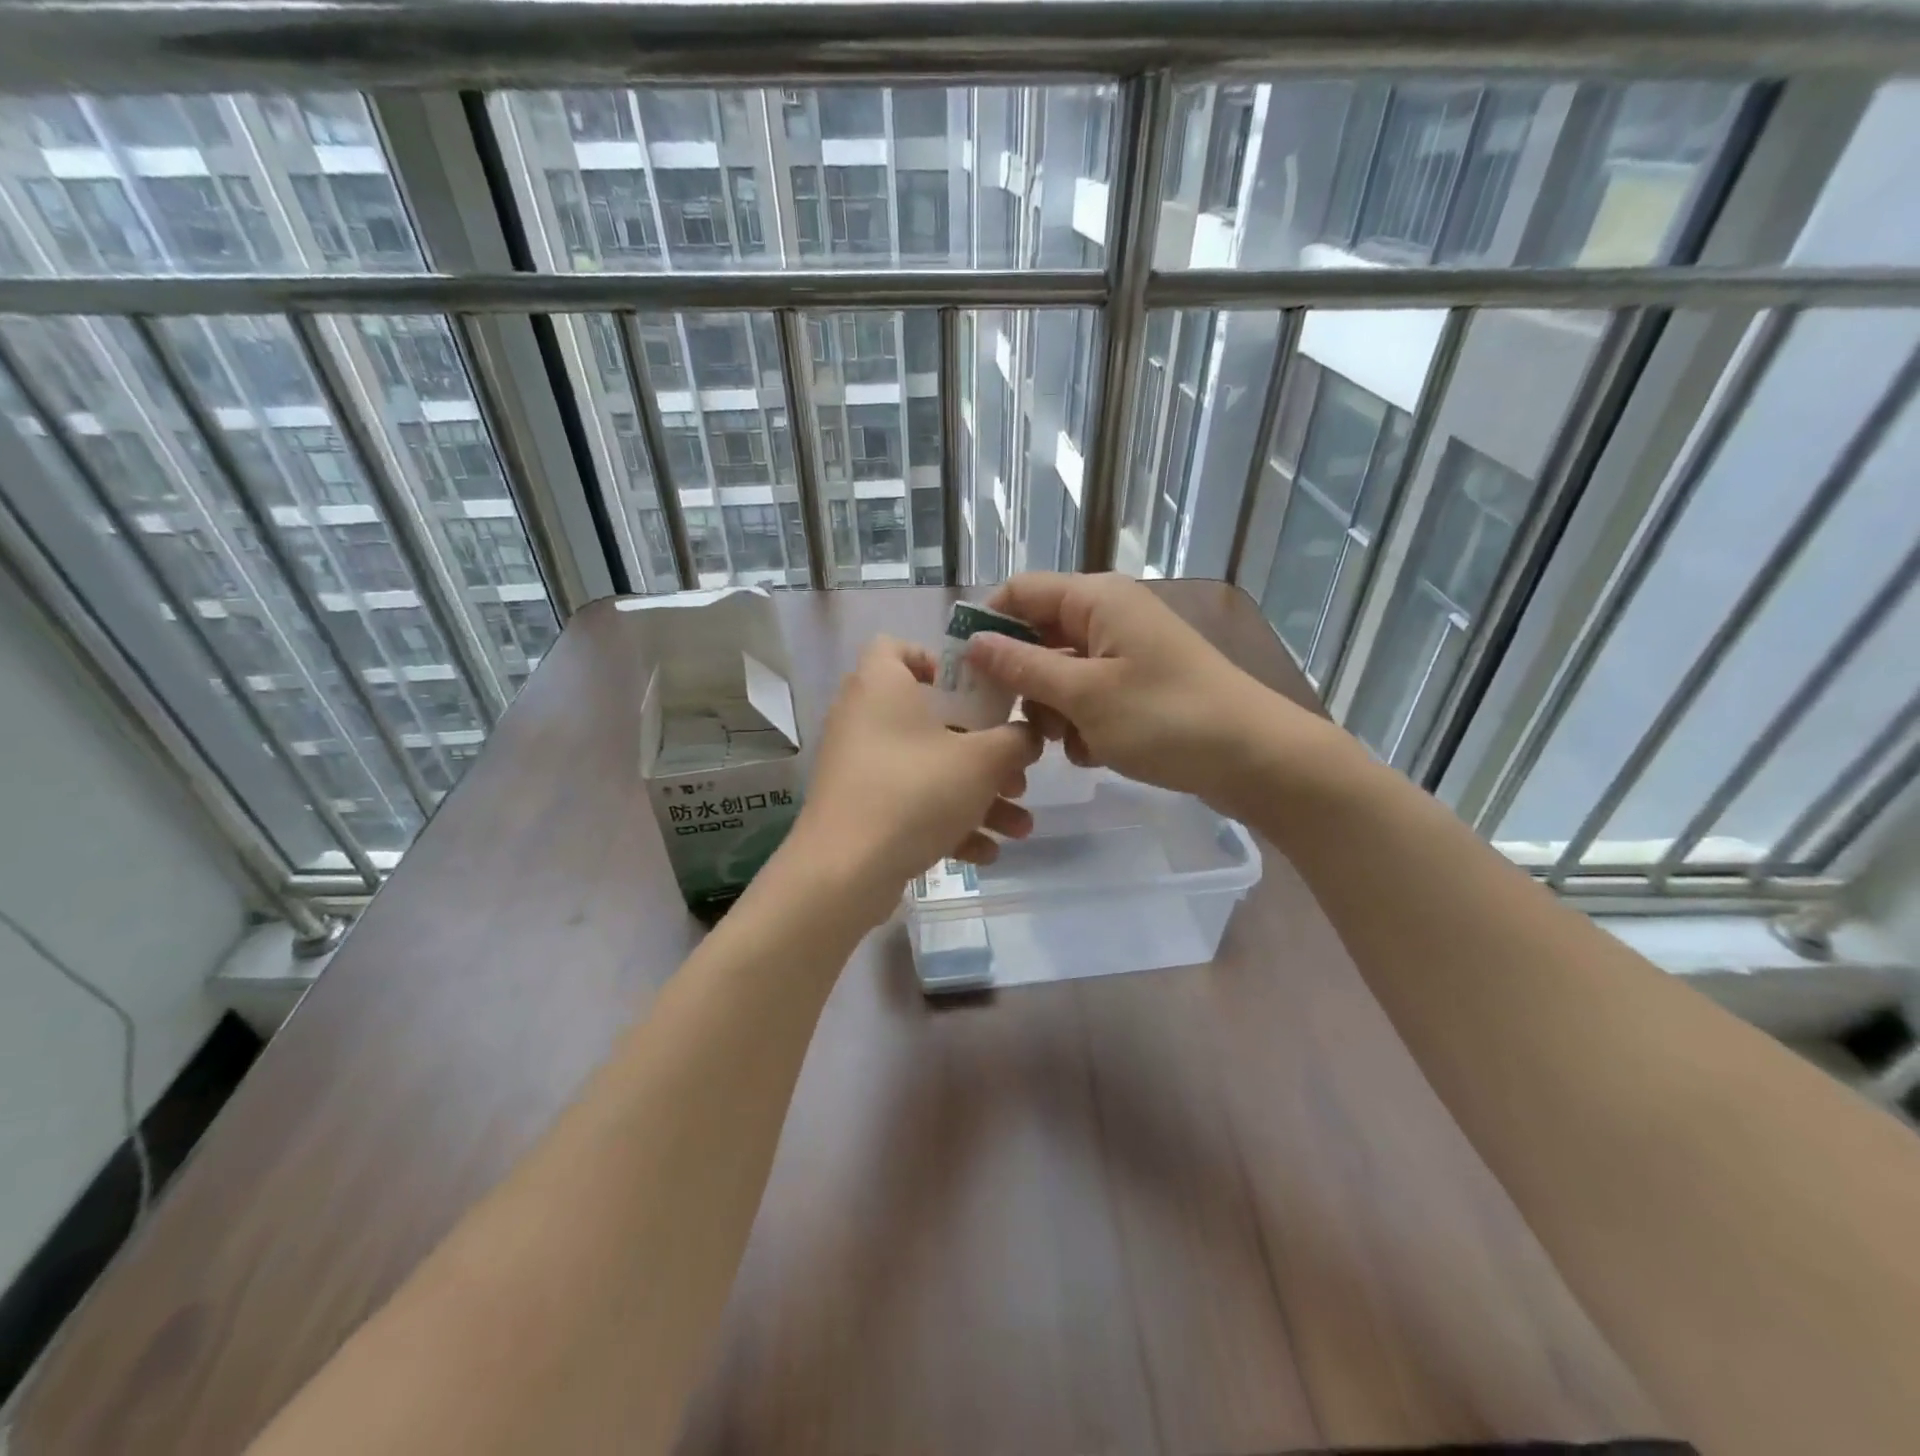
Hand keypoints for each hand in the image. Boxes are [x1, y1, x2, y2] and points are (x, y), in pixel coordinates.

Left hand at [784, 636, 1041, 924]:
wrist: (844, 873)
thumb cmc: (914, 793)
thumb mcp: (982, 762)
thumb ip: (1015, 740)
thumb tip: (1026, 736)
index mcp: (882, 686)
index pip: (897, 647)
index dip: (938, 661)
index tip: (976, 691)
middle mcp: (864, 719)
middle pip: (932, 720)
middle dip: (985, 753)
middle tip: (1017, 775)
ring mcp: (859, 767)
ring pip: (929, 769)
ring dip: (977, 796)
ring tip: (1019, 827)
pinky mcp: (859, 808)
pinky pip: (911, 803)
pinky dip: (947, 823)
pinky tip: (985, 853)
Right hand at [965, 573, 1347, 809]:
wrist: (1254, 758)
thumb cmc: (1166, 719)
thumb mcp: (1085, 695)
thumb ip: (1023, 667)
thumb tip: (973, 641)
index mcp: (1095, 599)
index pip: (1019, 592)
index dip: (986, 626)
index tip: (964, 674)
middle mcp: (1108, 615)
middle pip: (1037, 635)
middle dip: (1021, 680)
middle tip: (1012, 723)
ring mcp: (1125, 652)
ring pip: (1060, 673)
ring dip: (1052, 710)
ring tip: (1066, 744)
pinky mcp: (1138, 686)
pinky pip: (1088, 696)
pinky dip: (1081, 724)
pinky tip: (1093, 753)